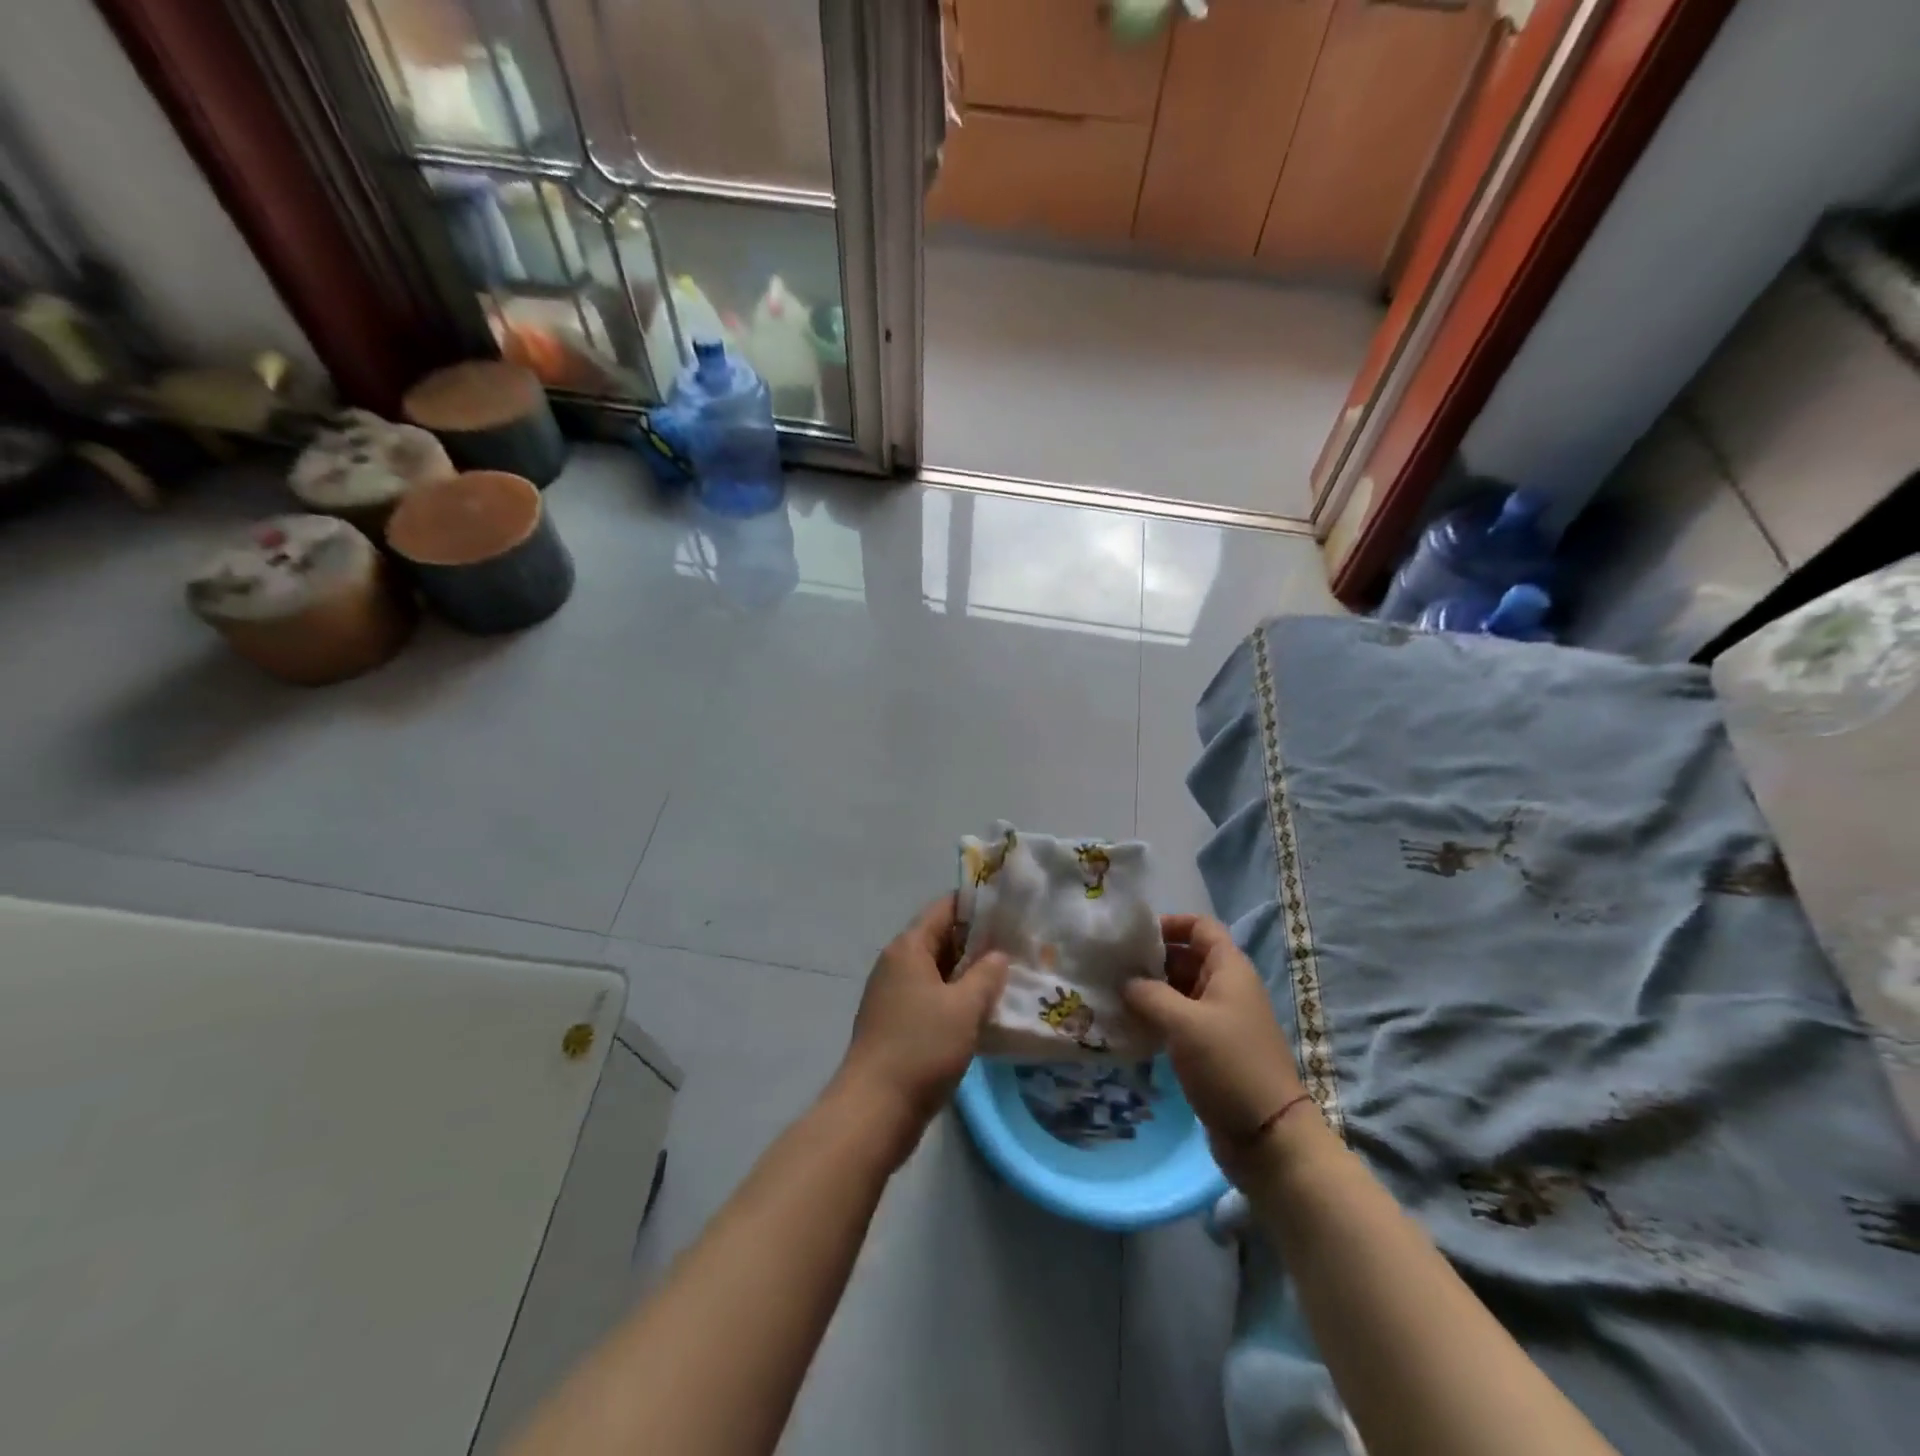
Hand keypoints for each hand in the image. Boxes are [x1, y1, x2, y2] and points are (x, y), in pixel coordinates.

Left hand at [836, 895, 1008, 1161]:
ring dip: (969, 975)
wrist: (875, 1109)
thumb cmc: (921, 1048)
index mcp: (908, 948)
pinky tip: (983, 1013)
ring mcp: (893, 995)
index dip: (978, 906)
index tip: (1011, 912)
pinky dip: (955, 999)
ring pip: (938, 972)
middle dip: (978, 943)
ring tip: (1008, 979)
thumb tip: (998, 954)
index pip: (945, 908)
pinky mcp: (896, 1023)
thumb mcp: (964, 1007)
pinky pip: (931, 998)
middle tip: (1019, 948)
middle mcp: (897, 963)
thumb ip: (986, 974)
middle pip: (941, 938)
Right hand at [1123, 914, 1307, 1177]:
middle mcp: (1228, 987)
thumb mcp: (1183, 1024)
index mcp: (1230, 969)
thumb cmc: (1229, 1065)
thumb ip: (1149, 995)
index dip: (1170, 924)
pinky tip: (1132, 1026)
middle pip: (1188, 956)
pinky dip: (1159, 1017)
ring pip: (1182, 990)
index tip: (1134, 936)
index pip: (1200, 927)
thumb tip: (1125, 982)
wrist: (1268, 1135)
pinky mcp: (1214, 1048)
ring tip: (1115, 995)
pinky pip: (1182, 1019)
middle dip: (1153, 959)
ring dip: (1152, 991)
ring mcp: (1222, 1019)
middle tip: (1114, 967)